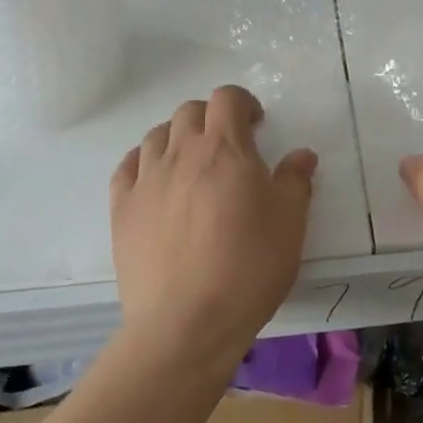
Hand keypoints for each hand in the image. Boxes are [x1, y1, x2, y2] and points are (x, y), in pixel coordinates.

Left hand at [110, 85, 316, 367]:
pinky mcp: (121, 209)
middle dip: (211, 118)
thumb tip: (301, 155)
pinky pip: (126, 167)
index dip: (242, 103)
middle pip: (189, 111)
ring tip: (191, 164)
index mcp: (224, 148)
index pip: (227, 98)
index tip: (256, 125)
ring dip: (177, 138)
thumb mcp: (290, 222)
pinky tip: (154, 181)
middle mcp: (181, 152)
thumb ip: (296, 180)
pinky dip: (142, 163)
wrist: (186, 324)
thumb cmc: (248, 266)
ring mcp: (146, 180)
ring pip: (156, 135)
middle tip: (228, 146)